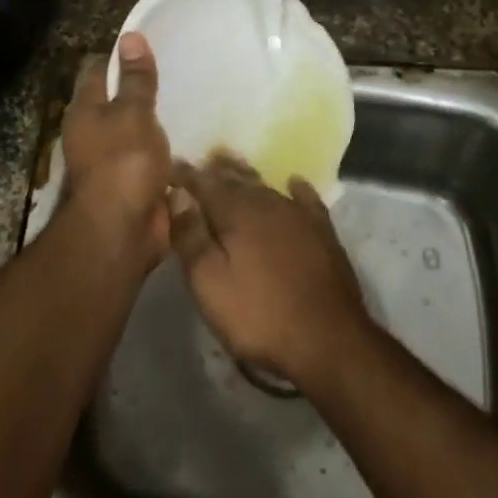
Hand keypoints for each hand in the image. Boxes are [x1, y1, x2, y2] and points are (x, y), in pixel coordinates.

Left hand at [60, 33, 170, 268]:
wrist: (122, 230)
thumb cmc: (124, 163)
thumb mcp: (134, 113)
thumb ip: (137, 79)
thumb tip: (130, 36)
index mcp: (85, 110)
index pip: (98, 70)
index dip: (120, 55)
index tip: (149, 45)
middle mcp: (92, 132)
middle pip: (115, 101)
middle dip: (139, 89)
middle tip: (176, 72)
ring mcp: (111, 160)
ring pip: (133, 130)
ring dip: (153, 122)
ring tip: (187, 102)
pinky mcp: (131, 183)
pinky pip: (148, 158)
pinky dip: (162, 150)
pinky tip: (186, 141)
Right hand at [168, 156, 371, 381]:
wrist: (327, 338)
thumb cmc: (258, 315)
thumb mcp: (209, 282)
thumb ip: (190, 235)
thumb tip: (178, 195)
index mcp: (237, 212)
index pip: (204, 183)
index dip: (185, 175)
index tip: (170, 166)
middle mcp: (269, 203)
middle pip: (237, 180)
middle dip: (217, 170)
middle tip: (202, 159)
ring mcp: (299, 216)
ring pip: (267, 186)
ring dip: (247, 176)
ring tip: (233, 165)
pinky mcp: (323, 233)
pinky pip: (306, 200)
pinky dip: (296, 189)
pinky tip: (294, 182)